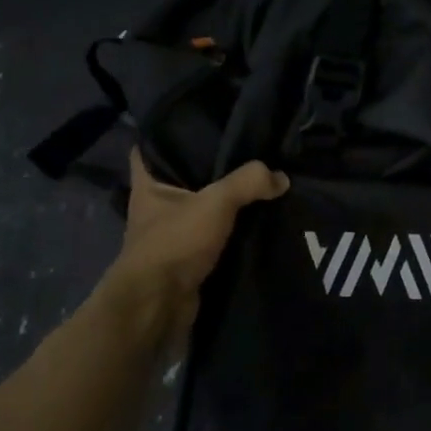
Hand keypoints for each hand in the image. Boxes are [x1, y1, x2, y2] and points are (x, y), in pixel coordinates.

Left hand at [107, 151, 288, 341]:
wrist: (158, 307)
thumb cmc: (175, 243)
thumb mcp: (216, 202)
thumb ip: (249, 182)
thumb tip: (281, 177)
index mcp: (149, 184)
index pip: (150, 148)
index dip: (168, 133)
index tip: (198, 122)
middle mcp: (155, 207)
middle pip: (183, 177)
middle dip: (209, 168)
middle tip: (245, 151)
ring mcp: (170, 235)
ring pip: (201, 209)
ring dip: (224, 204)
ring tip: (260, 184)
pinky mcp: (187, 260)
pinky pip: (213, 238)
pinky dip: (231, 233)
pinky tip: (258, 222)